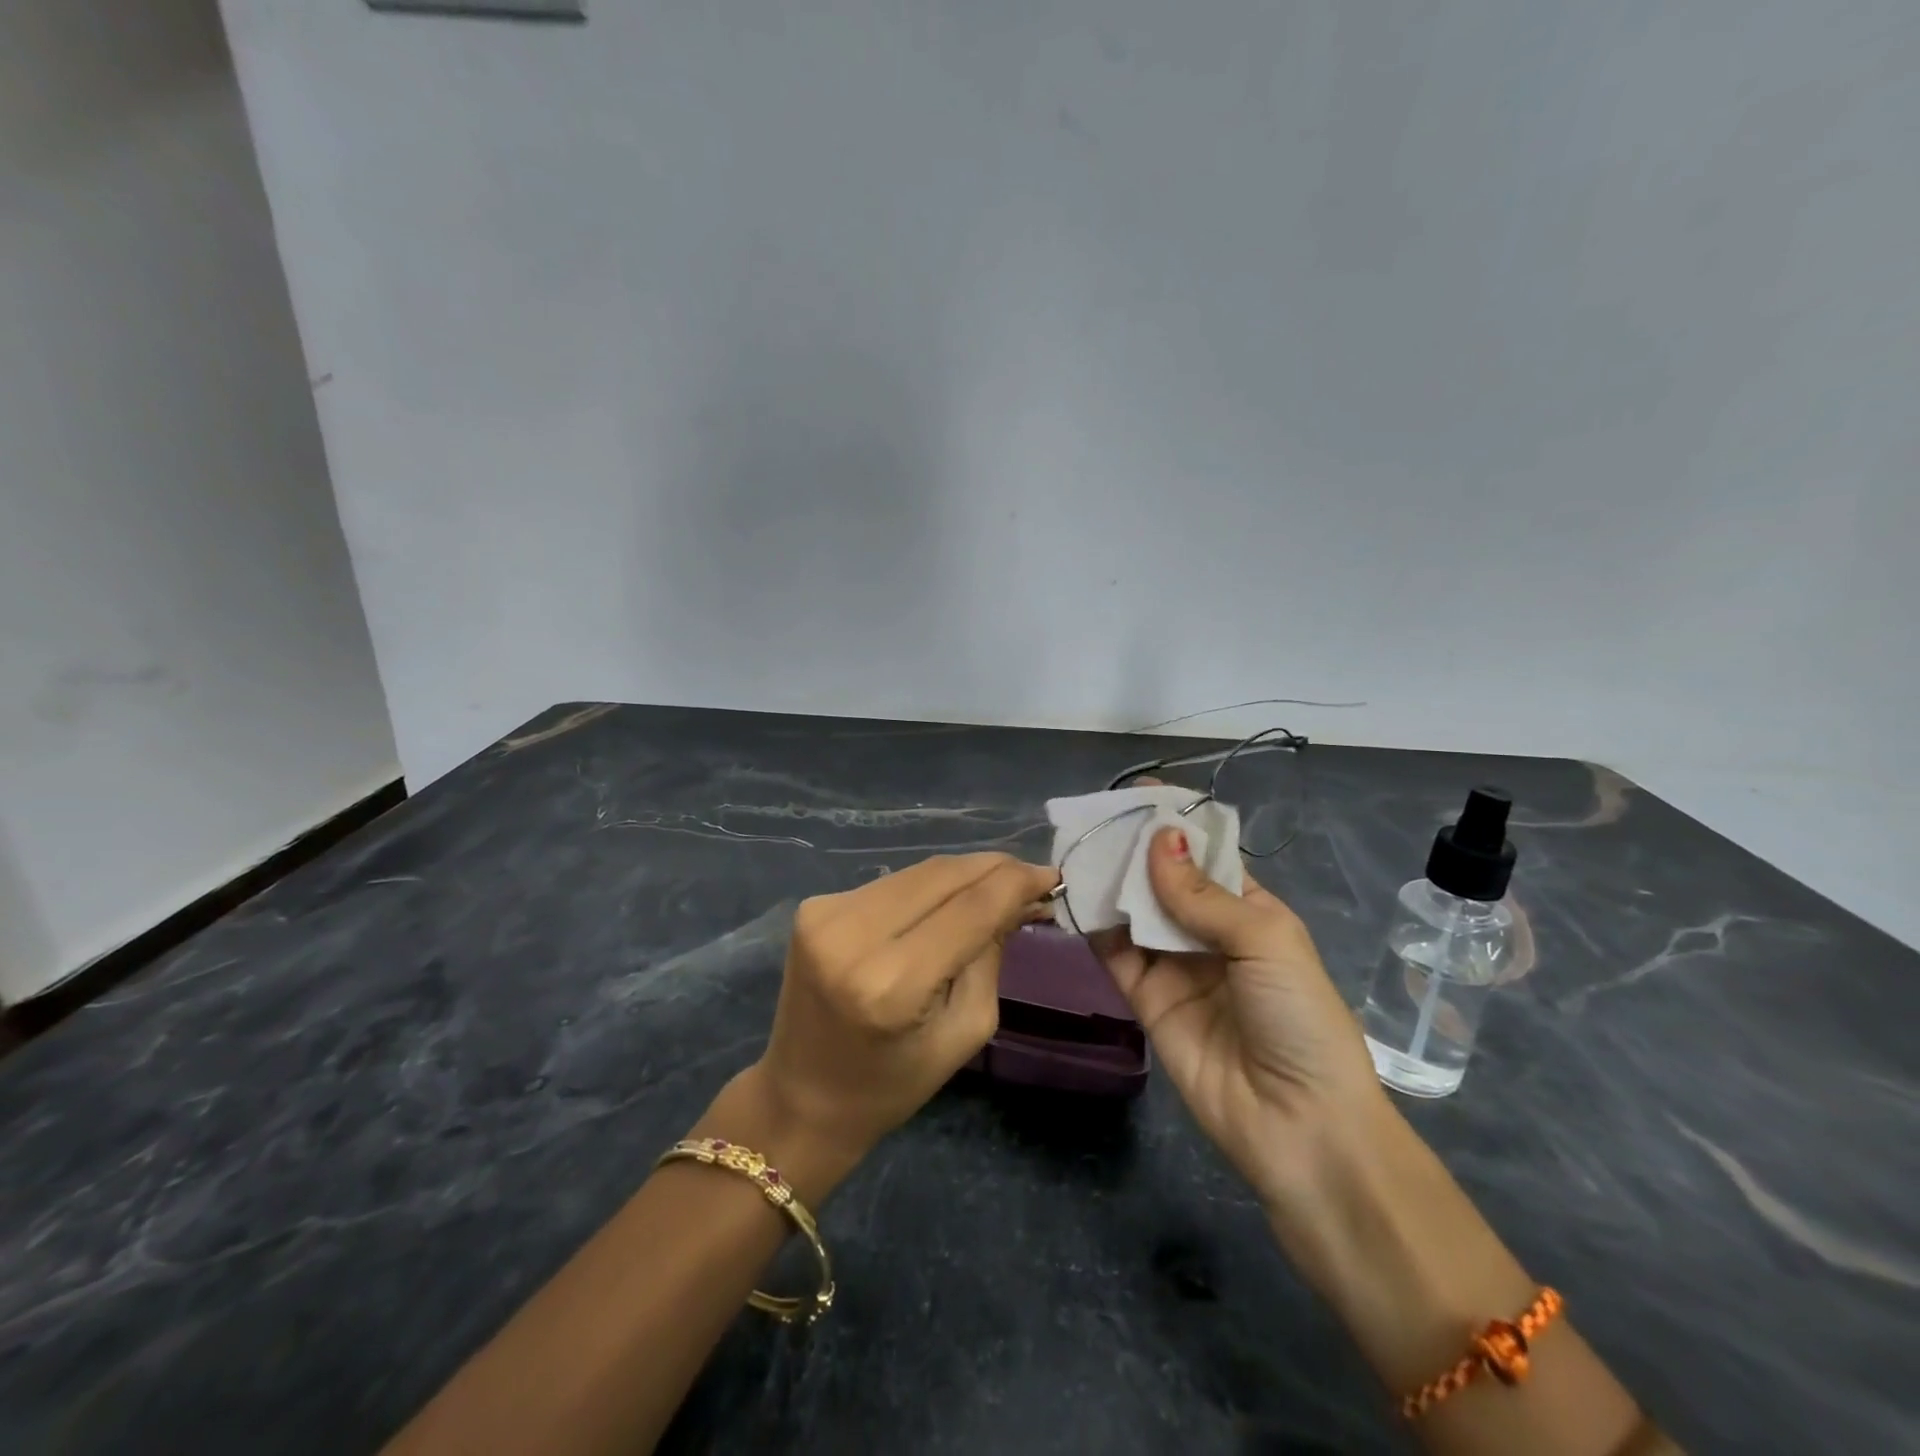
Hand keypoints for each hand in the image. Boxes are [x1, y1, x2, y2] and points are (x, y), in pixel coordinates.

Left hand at [719, 854, 1057, 1199]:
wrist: (801, 1097)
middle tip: (1031, 877)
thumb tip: (1017, 899)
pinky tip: (948, 901)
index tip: (1051, 876)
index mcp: (890, 983)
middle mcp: (851, 935)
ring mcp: (825, 914)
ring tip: (996, 886)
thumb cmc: (892, 1084)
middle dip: (993, 869)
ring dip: (963, 874)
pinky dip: (927, 887)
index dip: (1015, 883)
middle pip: (942, 875)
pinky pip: (891, 884)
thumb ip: (990, 957)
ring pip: (917, 872)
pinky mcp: (815, 906)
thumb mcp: (963, 1032)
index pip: (969, 908)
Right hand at [1092, 824, 1386, 1219]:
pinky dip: (1095, 926)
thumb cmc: (1299, 1018)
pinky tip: (1073, 897)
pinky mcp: (1146, 999)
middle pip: (1164, 881)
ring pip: (1135, 913)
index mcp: (1251, 912)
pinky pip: (1116, 954)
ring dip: (1109, 883)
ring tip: (1075, 849)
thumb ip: (1202, 894)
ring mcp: (1176, 967)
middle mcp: (1210, 934)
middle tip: (1093, 819)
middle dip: (1133, 851)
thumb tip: (1159, 839)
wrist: (1299, 1125)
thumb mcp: (1263, 941)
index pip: (1207, 856)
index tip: (1137, 794)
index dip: (1176, 826)